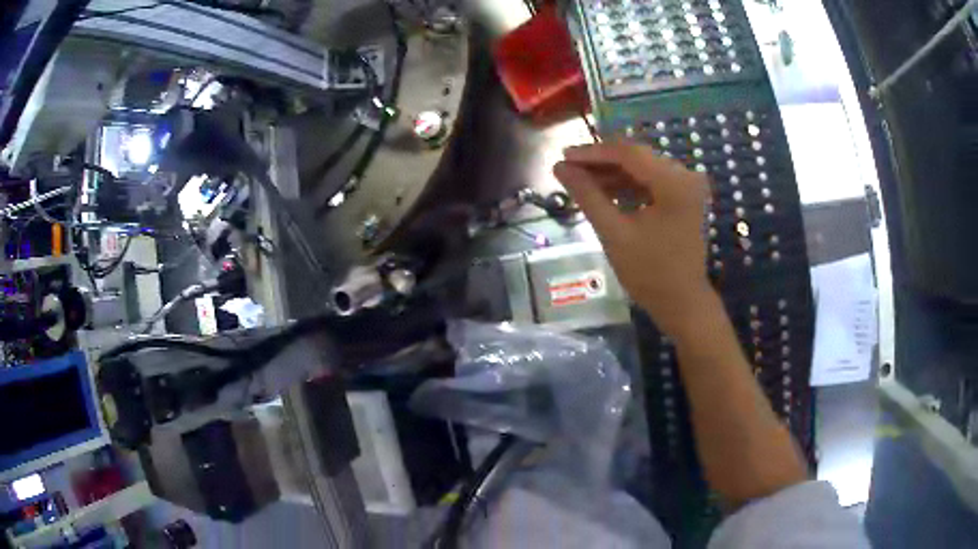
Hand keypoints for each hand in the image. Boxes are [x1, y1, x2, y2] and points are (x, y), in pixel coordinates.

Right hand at [554, 142, 714, 336]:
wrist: (682, 302)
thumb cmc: (649, 273)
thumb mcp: (614, 233)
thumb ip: (587, 195)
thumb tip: (560, 168)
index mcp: (673, 182)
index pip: (628, 153)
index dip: (593, 152)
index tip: (563, 156)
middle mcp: (685, 175)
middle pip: (636, 157)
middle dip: (601, 162)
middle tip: (569, 169)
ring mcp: (687, 186)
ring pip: (642, 168)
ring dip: (612, 173)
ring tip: (581, 181)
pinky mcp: (684, 197)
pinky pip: (651, 181)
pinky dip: (627, 185)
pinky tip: (604, 191)